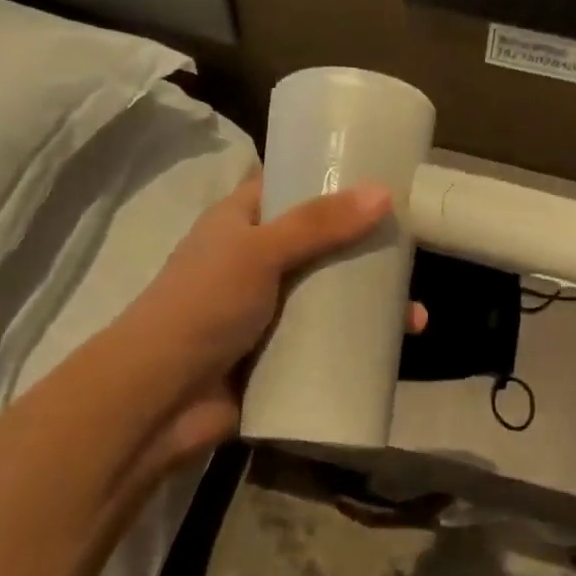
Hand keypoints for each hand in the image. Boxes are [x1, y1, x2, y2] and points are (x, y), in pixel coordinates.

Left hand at [124, 177, 421, 466]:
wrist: (160, 398)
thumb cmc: (202, 306)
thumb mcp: (259, 252)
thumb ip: (318, 224)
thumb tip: (384, 193)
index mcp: (239, 224)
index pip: (287, 187)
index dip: (327, 178)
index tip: (379, 176)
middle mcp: (256, 263)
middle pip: (321, 245)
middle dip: (365, 248)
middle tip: (414, 248)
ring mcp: (269, 313)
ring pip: (330, 298)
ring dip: (371, 304)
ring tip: (415, 316)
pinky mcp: (280, 356)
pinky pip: (327, 342)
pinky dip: (359, 344)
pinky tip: (397, 349)